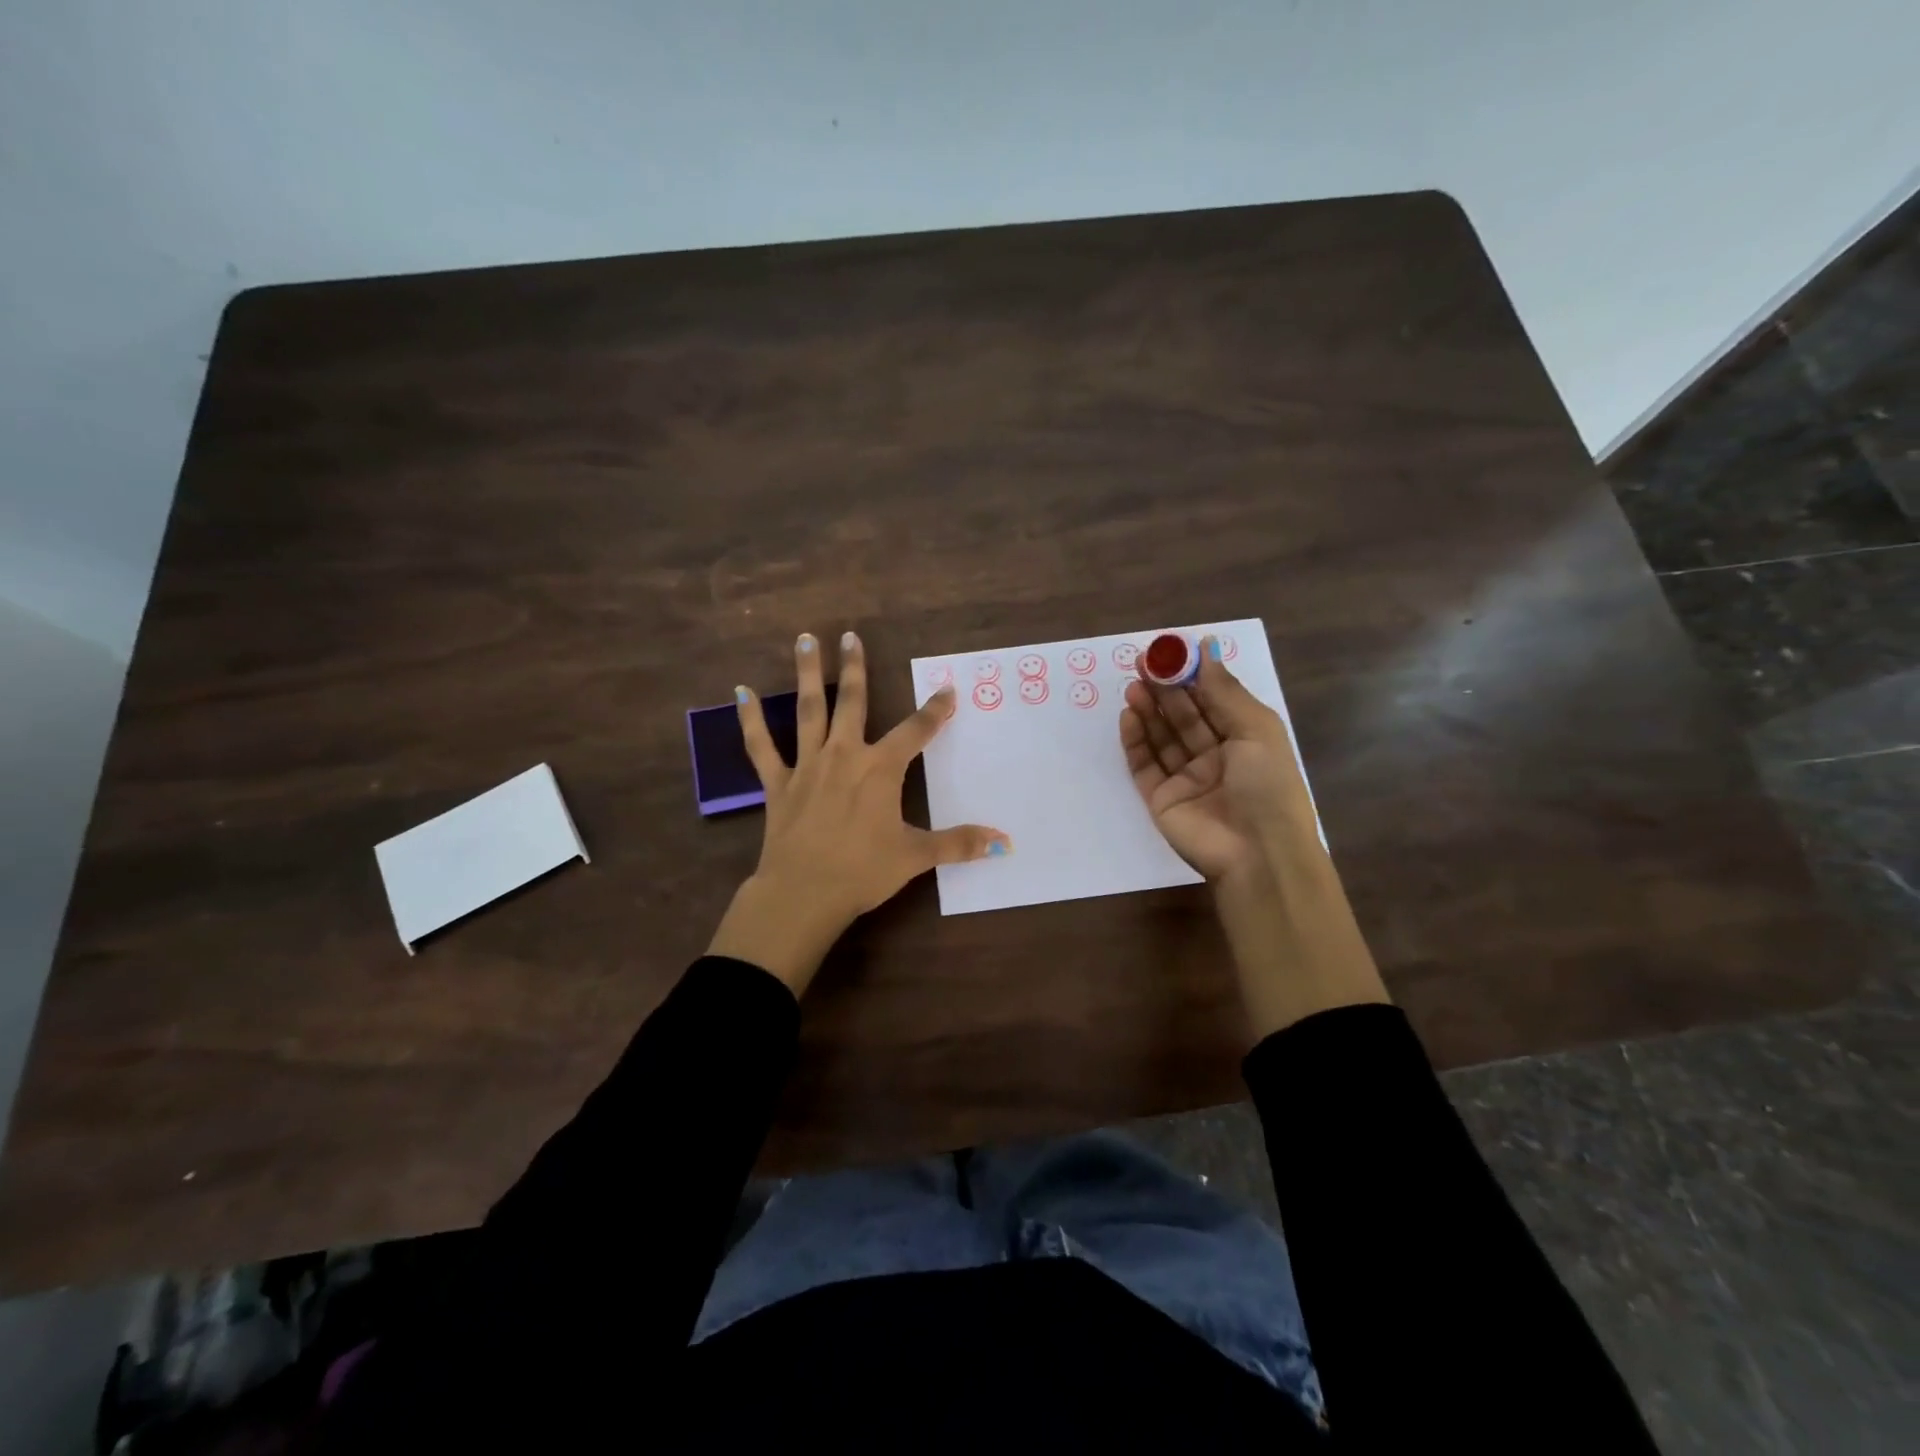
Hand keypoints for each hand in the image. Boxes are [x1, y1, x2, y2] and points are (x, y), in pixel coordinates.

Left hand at [708, 630, 1008, 993]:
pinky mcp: (778, 783)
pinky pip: (761, 746)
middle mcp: (844, 755)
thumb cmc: (863, 871)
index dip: (935, 710)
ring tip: (806, 639)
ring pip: (809, 710)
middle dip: (856, 668)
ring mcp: (808, 766)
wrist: (804, 893)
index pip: (916, 731)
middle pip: (853, 703)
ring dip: (809, 674)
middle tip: (851, 635)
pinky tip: (740, 691)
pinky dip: (750, 719)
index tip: (947, 689)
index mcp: (881, 769)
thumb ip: (958, 844)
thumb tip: (1003, 842)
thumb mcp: (916, 857)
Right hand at [1119, 638, 1317, 887]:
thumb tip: (1205, 646)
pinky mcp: (1162, 799)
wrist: (1258, 854)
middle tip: (1142, 664)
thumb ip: (1224, 690)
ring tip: (1132, 686)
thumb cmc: (1268, 786)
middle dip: (1164, 689)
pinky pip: (1145, 765)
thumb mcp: (1256, 729)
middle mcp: (1215, 757)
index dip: (1192, 675)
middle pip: (1184, 716)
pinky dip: (1135, 741)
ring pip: (1162, 738)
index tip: (1169, 652)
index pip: (1213, 700)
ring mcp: (1187, 779)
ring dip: (1148, 710)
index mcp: (1245, 740)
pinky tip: (1129, 716)